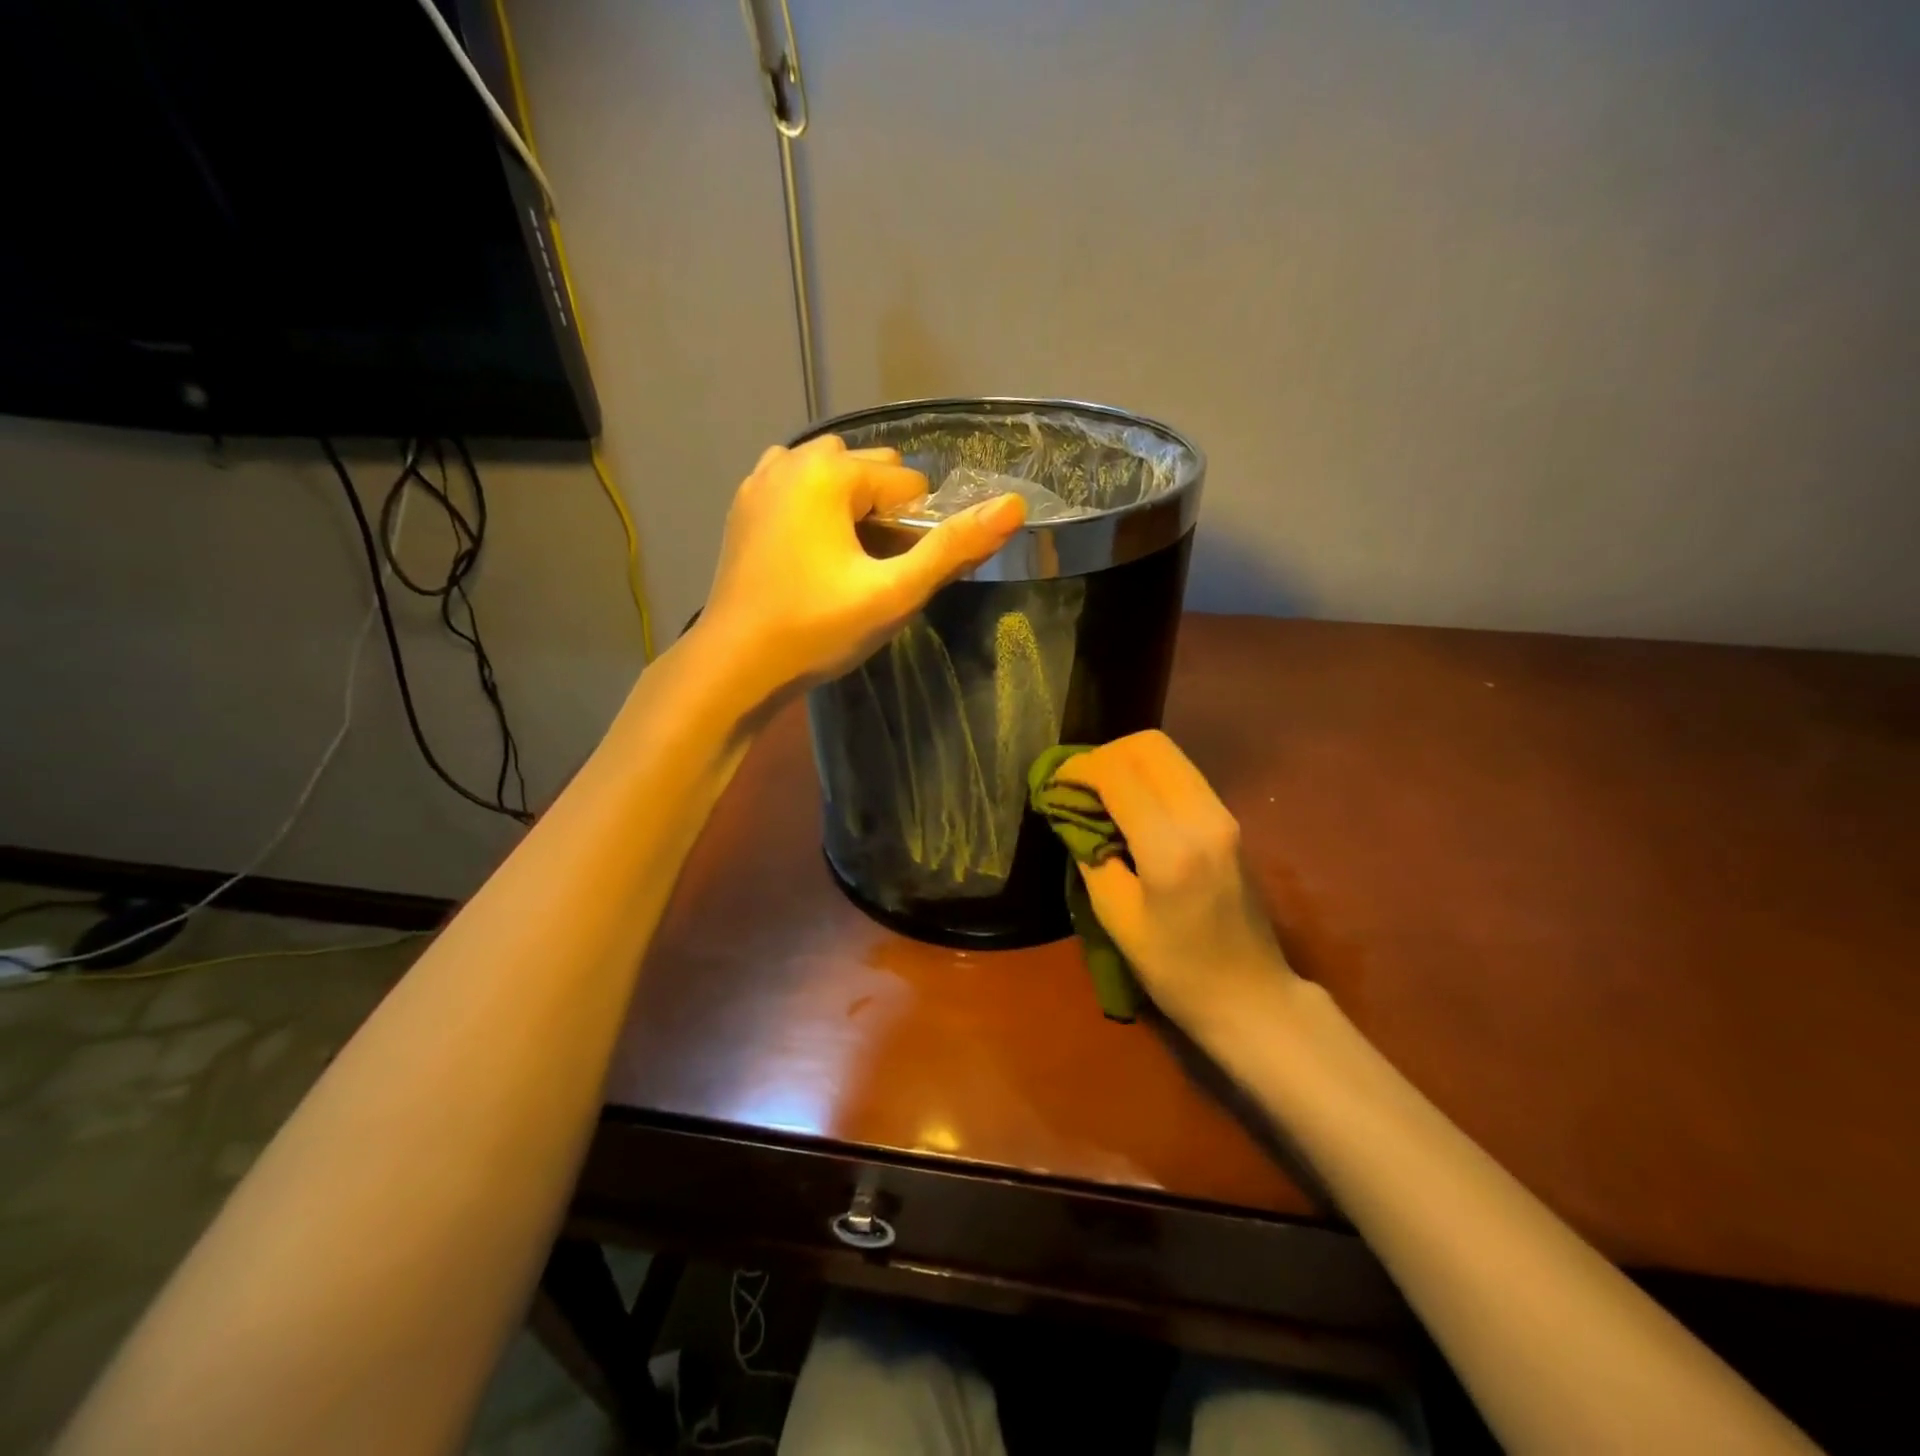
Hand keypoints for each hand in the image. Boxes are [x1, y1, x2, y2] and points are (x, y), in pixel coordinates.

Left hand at [695, 435, 1025, 701]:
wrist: (735, 665)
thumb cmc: (816, 629)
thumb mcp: (894, 593)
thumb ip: (953, 547)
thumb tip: (1013, 505)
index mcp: (831, 472)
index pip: (908, 485)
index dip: (915, 532)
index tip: (894, 577)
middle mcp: (793, 459)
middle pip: (871, 471)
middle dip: (884, 513)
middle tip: (873, 572)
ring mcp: (761, 480)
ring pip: (832, 474)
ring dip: (851, 505)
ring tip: (846, 561)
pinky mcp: (743, 505)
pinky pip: (796, 485)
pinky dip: (815, 505)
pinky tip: (811, 550)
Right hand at [1061, 731, 1297, 1039]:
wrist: (1252, 997)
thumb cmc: (1177, 971)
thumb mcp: (1116, 919)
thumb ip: (1091, 856)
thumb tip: (1072, 813)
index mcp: (1171, 848)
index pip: (1118, 774)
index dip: (1078, 770)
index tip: (1053, 785)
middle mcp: (1204, 817)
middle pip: (1149, 746)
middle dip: (1104, 754)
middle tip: (1076, 784)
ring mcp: (1224, 815)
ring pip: (1168, 754)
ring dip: (1126, 761)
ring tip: (1097, 792)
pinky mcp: (1230, 820)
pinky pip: (1182, 775)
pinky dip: (1147, 775)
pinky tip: (1128, 804)